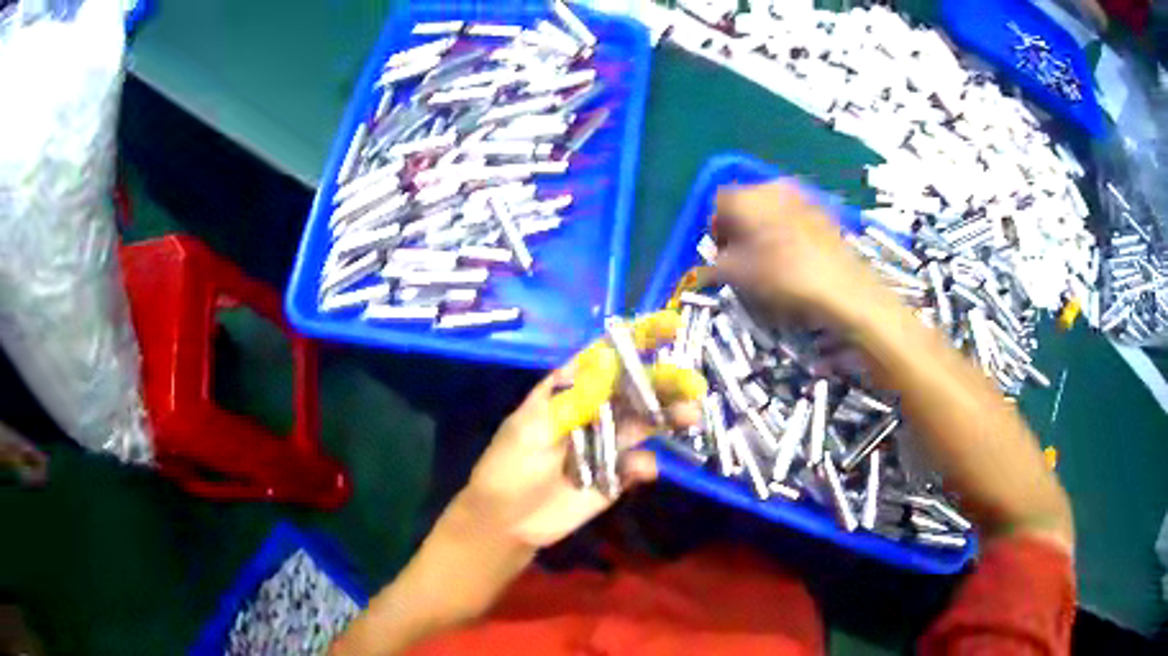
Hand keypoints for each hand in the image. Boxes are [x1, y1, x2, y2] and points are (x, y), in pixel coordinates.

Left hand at [455, 311, 705, 547]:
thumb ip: (575, 400)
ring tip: (692, 415)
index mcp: (569, 390)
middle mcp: (594, 410)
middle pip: (634, 389)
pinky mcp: (616, 476)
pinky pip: (640, 465)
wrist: (507, 522)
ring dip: (669, 417)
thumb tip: (609, 359)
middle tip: (693, 383)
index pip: (606, 355)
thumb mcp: (535, 429)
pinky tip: (640, 470)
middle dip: (664, 382)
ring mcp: (607, 443)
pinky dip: (645, 465)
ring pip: (645, 423)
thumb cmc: (511, 466)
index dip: (637, 338)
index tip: (671, 325)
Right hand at [713, 180, 891, 327]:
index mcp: (747, 196)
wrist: (841, 286)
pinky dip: (787, 232)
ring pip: (771, 209)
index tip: (721, 255)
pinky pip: (794, 217)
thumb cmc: (782, 277)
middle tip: (742, 258)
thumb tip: (714, 263)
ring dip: (764, 229)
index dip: (715, 229)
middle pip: (746, 202)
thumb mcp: (737, 276)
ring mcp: (801, 196)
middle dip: (740, 227)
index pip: (718, 202)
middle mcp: (772, 186)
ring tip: (769, 259)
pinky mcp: (823, 210)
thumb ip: (716, 264)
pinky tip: (793, 257)